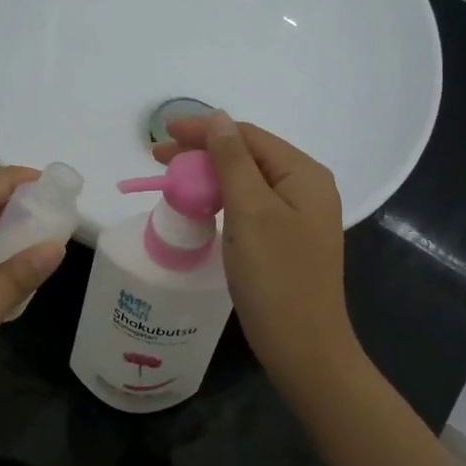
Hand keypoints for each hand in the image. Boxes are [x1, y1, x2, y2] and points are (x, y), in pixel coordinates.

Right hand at [155, 112, 360, 396]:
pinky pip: (250, 206)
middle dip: (203, 152)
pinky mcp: (286, 240)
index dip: (203, 130)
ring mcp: (298, 216)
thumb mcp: (250, 212)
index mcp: (304, 174)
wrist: (303, 348)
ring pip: (246, 182)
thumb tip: (218, 117)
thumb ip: (233, 160)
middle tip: (158, 159)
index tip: (162, 134)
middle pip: (248, 155)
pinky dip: (222, 200)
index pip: (247, 135)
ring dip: (209, 175)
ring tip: (173, 180)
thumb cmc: (276, 277)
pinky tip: (200, 206)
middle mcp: (306, 187)